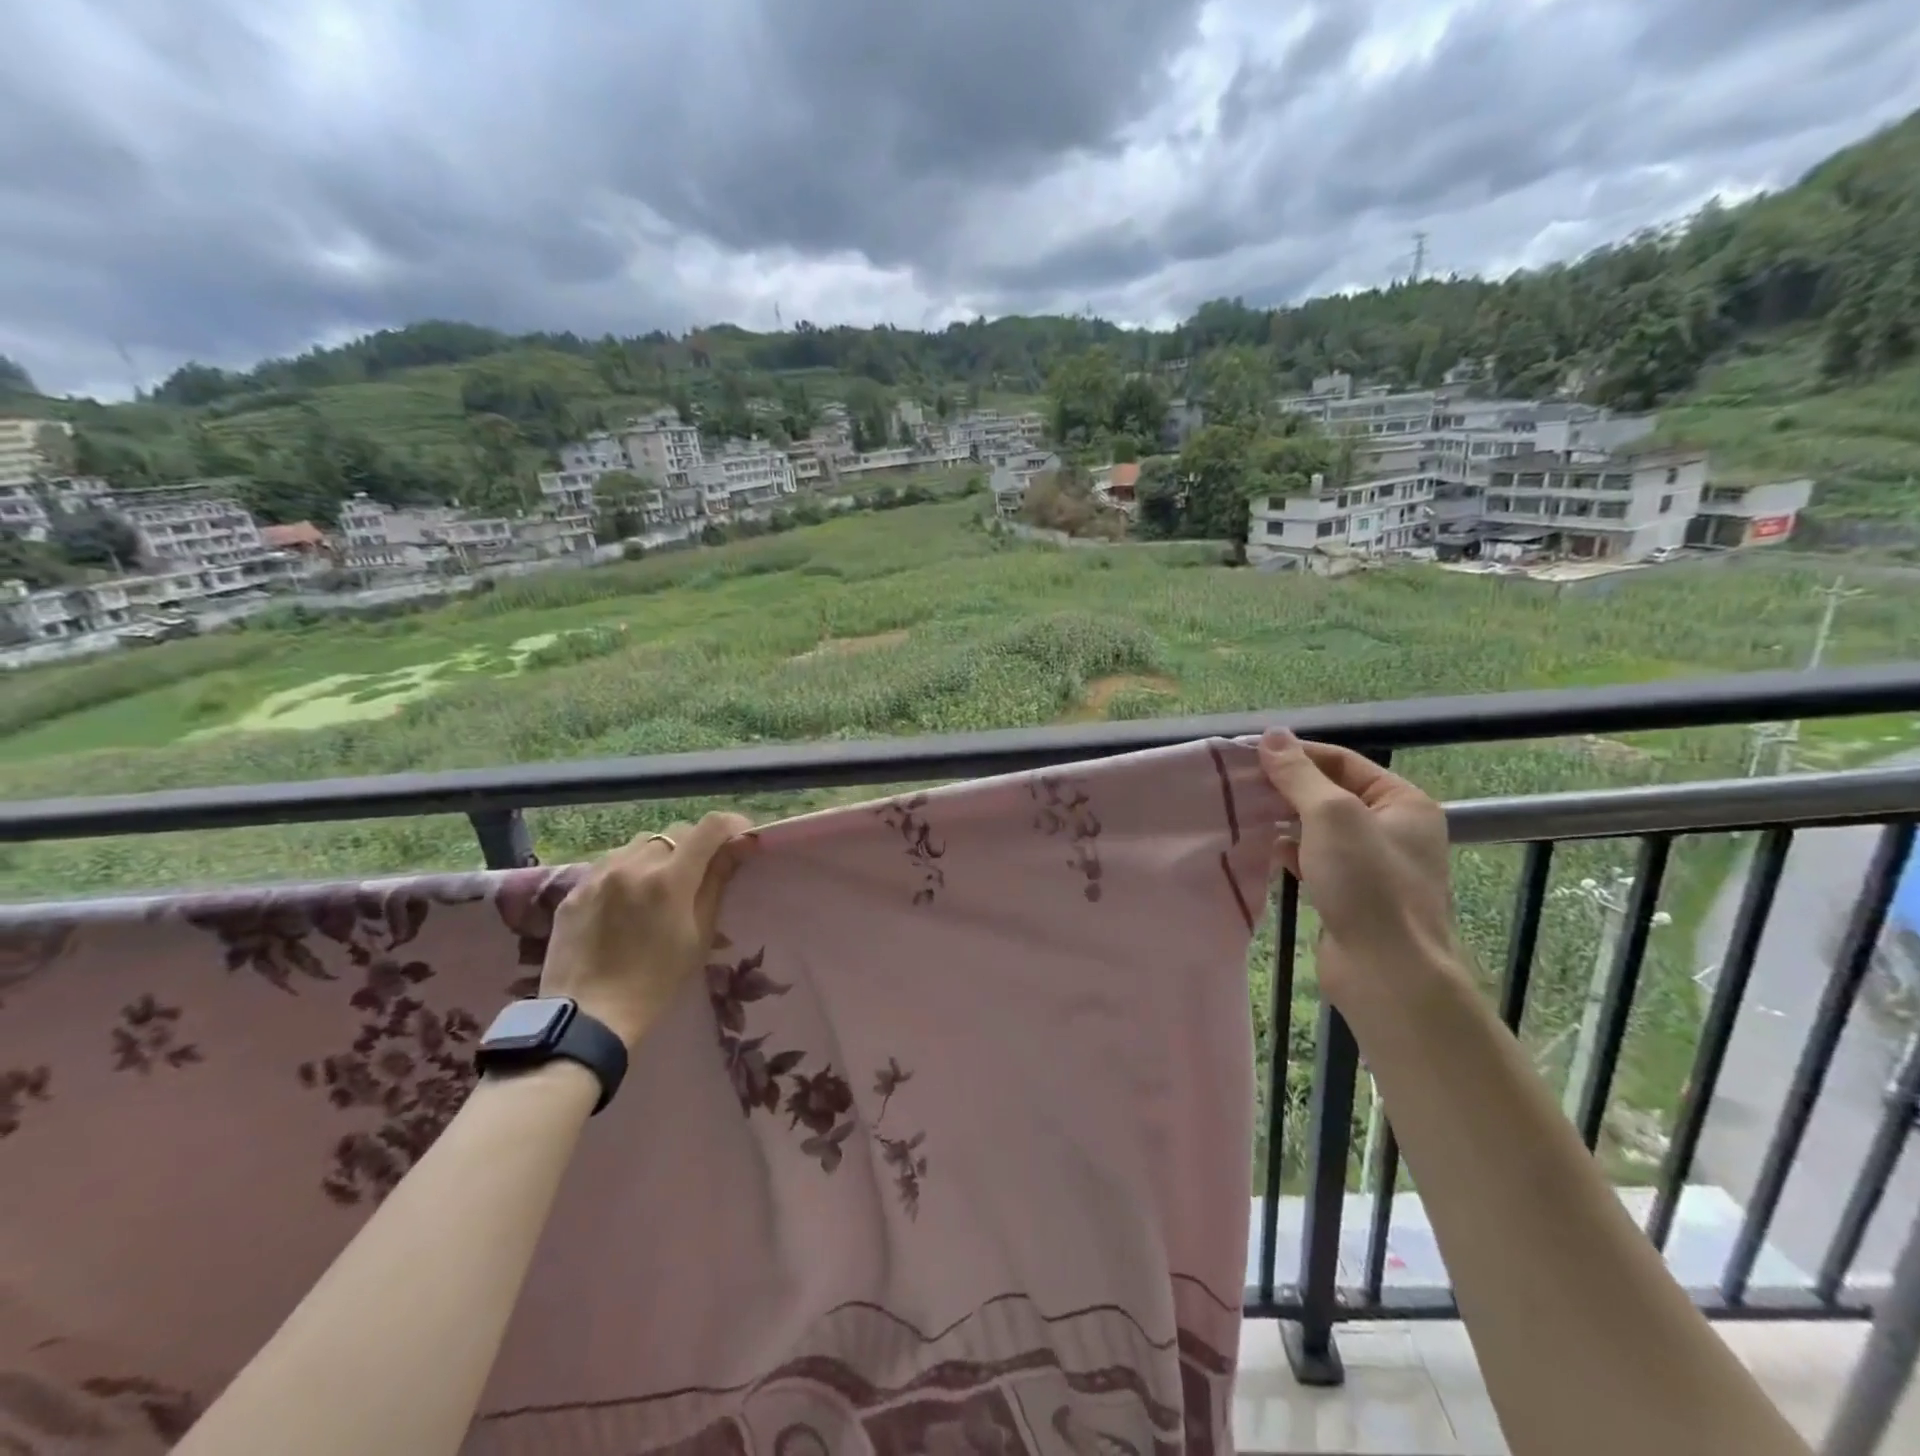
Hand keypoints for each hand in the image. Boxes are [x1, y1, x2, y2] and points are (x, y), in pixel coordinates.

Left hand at [540, 812, 754, 1048]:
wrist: (587, 1018)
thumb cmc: (655, 982)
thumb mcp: (699, 935)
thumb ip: (717, 883)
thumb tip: (739, 846)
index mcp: (669, 879)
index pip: (709, 827)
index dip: (731, 825)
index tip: (742, 837)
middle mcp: (633, 865)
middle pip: (676, 833)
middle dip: (695, 845)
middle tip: (701, 872)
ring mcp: (599, 874)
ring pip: (641, 844)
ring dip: (660, 855)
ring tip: (662, 884)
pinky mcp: (576, 889)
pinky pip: (611, 862)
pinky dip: (629, 869)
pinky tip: (629, 898)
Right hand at [1257, 730, 1462, 1006]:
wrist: (1387, 971)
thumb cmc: (1367, 883)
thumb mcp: (1331, 815)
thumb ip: (1299, 774)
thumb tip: (1272, 735)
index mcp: (1403, 802)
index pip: (1343, 761)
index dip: (1297, 754)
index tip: (1250, 754)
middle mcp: (1392, 829)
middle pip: (1330, 793)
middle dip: (1286, 787)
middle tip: (1239, 783)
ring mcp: (1372, 864)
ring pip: (1319, 827)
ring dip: (1284, 818)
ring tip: (1242, 811)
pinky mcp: (1350, 893)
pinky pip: (1314, 858)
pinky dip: (1288, 850)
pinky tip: (1263, 848)